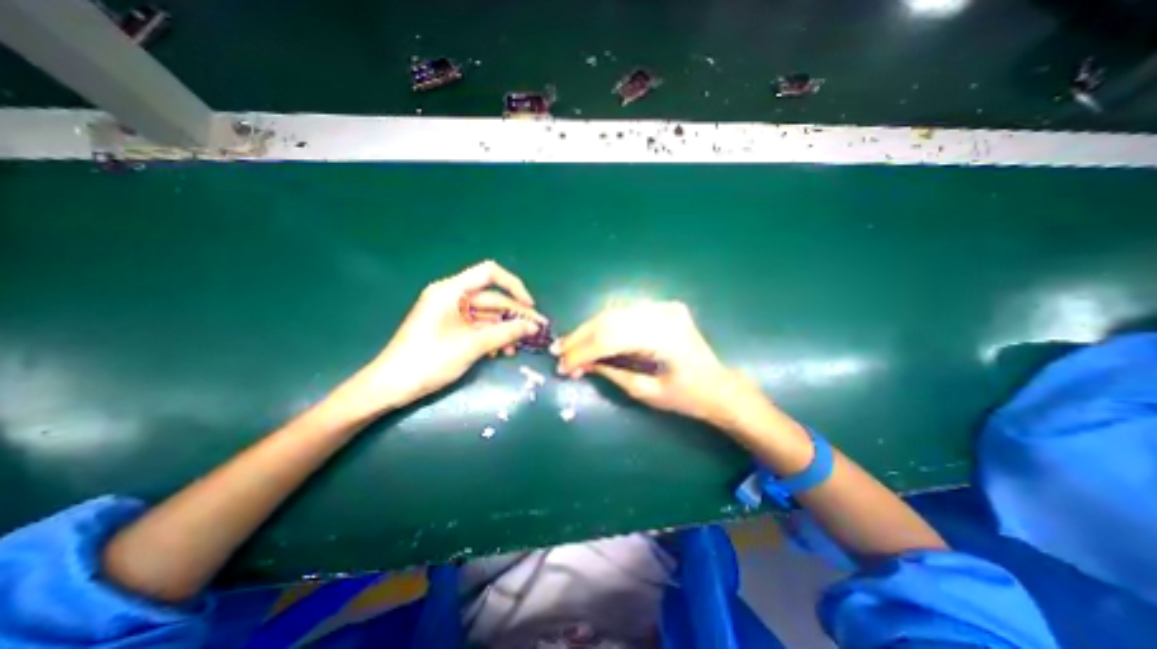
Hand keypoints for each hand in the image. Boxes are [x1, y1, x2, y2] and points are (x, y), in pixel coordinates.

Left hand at [324, 259, 541, 414]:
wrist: (391, 386)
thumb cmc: (429, 360)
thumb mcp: (471, 345)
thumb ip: (505, 333)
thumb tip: (533, 327)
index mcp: (451, 290)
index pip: (490, 274)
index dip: (514, 286)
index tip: (529, 306)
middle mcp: (452, 296)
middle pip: (492, 298)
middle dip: (515, 315)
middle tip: (537, 331)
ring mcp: (450, 313)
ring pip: (487, 315)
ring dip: (504, 329)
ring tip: (518, 347)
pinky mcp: (450, 328)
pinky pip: (477, 326)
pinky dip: (491, 336)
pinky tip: (501, 352)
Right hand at [551, 301, 740, 423]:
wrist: (719, 386)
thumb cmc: (687, 397)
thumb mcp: (646, 393)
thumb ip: (612, 373)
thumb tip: (582, 364)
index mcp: (663, 337)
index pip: (610, 339)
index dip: (582, 352)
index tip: (562, 366)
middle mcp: (663, 314)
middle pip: (609, 320)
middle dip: (580, 338)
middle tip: (559, 351)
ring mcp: (664, 307)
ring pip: (614, 312)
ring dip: (589, 329)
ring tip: (571, 345)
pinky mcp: (663, 307)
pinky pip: (626, 312)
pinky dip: (605, 324)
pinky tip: (593, 335)